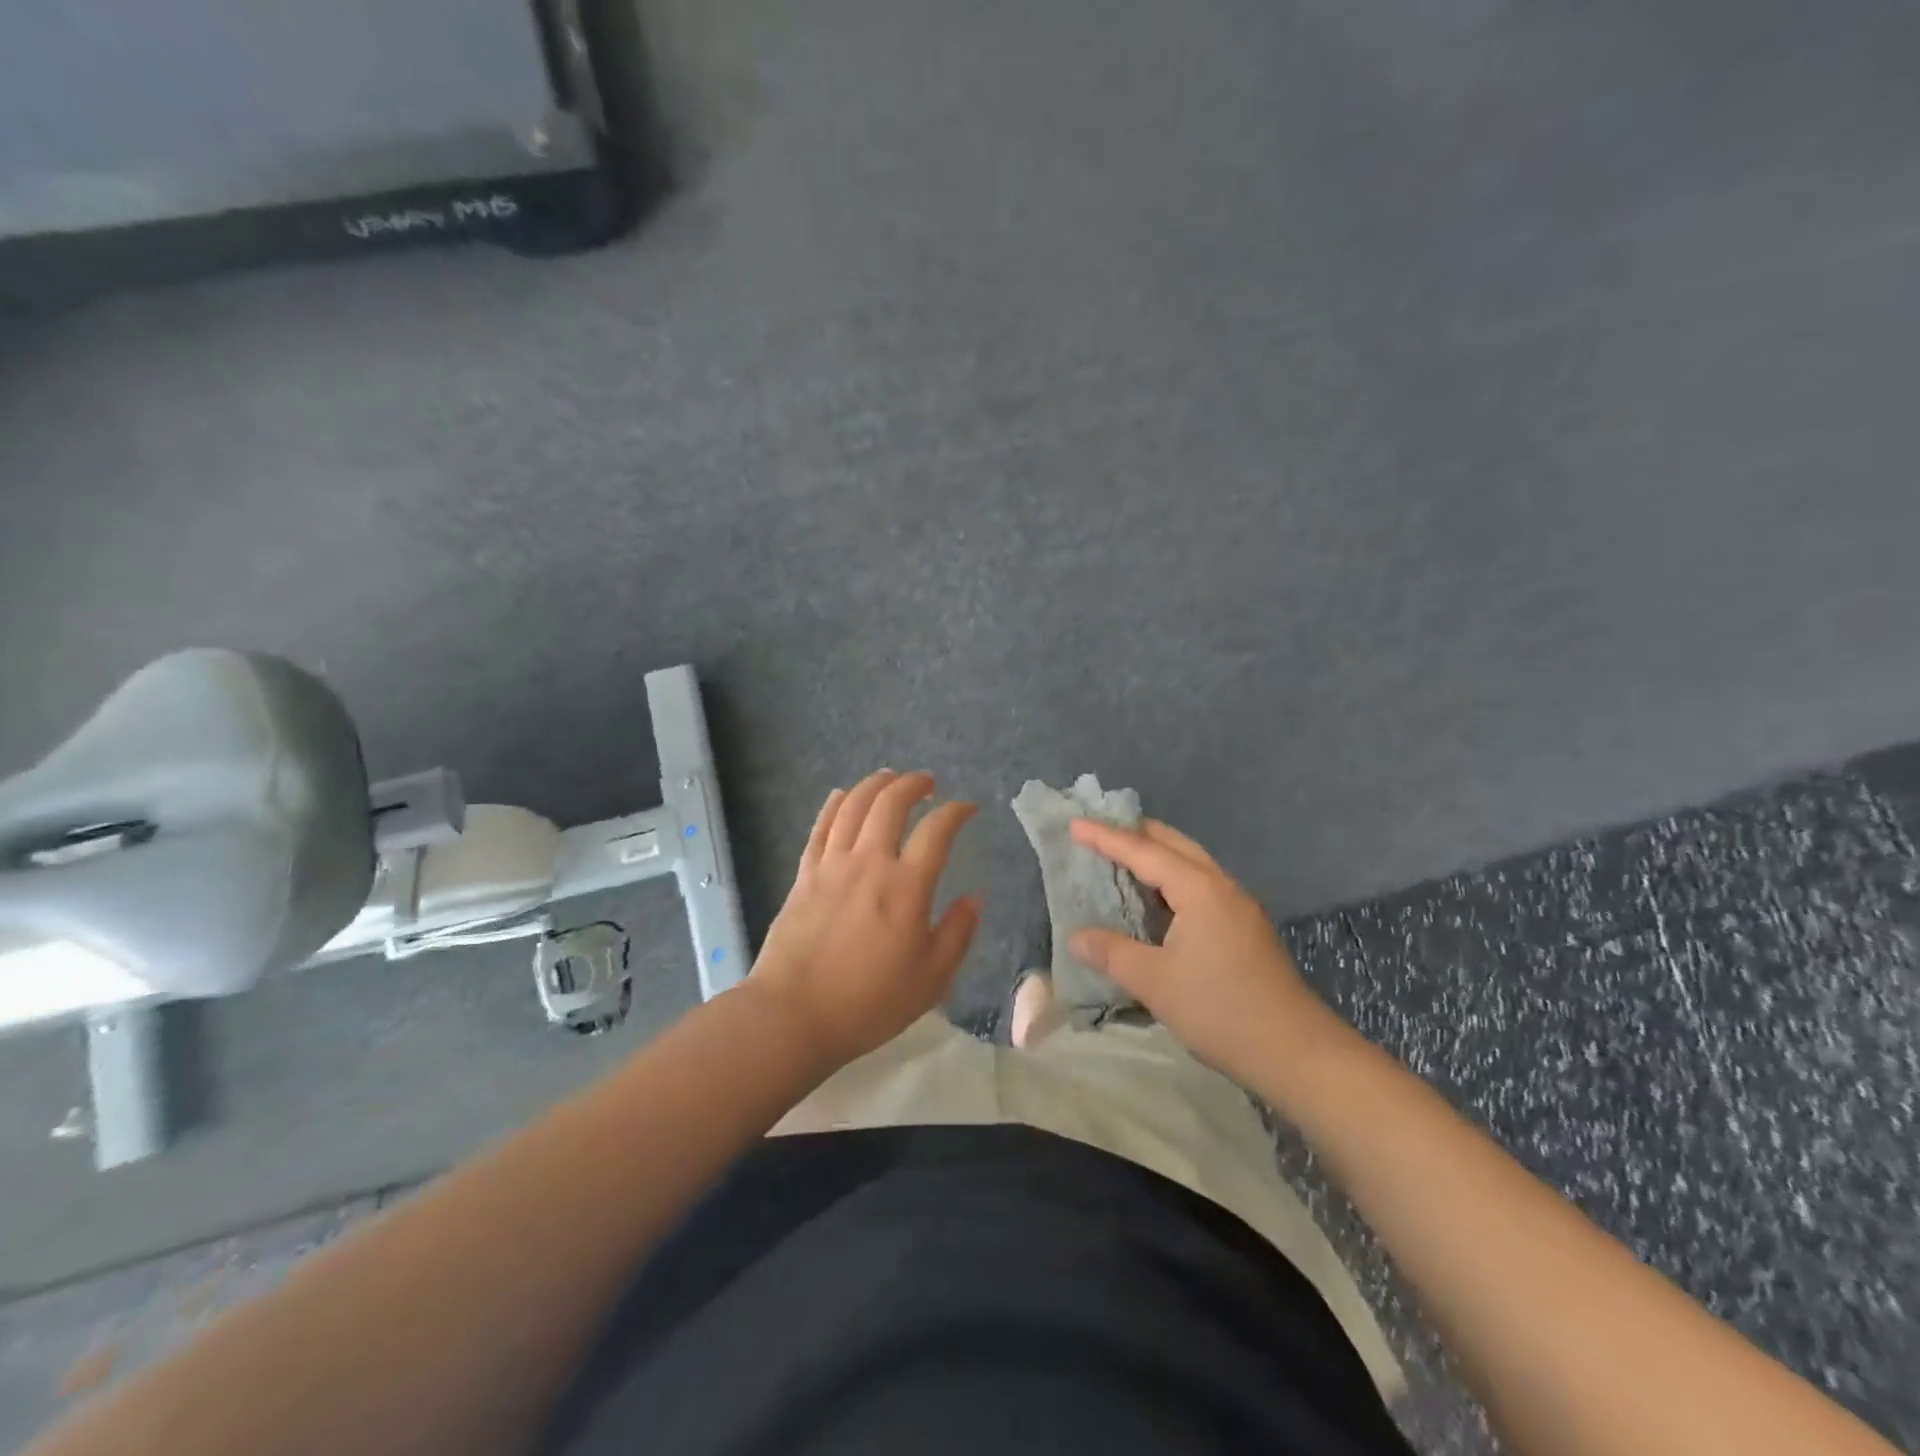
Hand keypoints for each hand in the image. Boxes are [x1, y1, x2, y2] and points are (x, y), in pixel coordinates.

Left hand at [750, 771, 982, 1067]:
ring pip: (853, 806)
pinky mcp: (804, 875)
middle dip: (913, 784)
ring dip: (874, 784)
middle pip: (890, 804)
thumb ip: (958, 934)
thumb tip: (975, 898)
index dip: (956, 812)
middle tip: (927, 782)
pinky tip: (841, 795)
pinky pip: (820, 828)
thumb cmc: (869, 1003)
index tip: (968, 808)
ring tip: (889, 777)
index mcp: (907, 887)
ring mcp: (832, 865)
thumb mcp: (931, 979)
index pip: (937, 831)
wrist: (794, 1015)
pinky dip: (834, 805)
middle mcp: (869, 863)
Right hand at [1068, 817, 1348, 1088]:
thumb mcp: (1155, 982)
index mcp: (1199, 890)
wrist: (1295, 1052)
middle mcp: (1221, 887)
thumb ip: (1112, 953)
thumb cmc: (1220, 1010)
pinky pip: (1200, 886)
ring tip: (1121, 859)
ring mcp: (1239, 907)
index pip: (1144, 851)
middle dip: (1135, 833)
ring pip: (1191, 864)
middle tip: (1098, 833)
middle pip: (1174, 845)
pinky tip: (1157, 900)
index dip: (1106, 837)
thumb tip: (1076, 937)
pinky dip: (1171, 880)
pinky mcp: (1245, 928)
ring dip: (1156, 856)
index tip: (1074, 824)